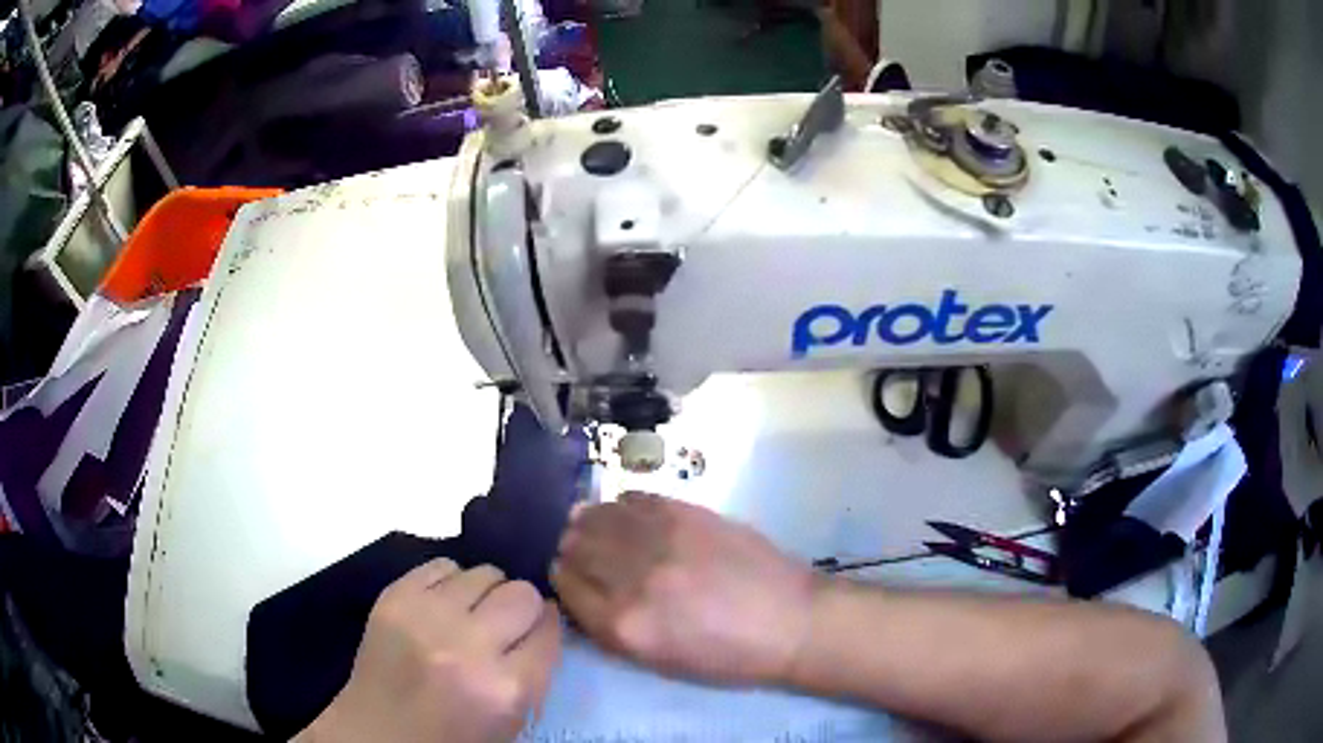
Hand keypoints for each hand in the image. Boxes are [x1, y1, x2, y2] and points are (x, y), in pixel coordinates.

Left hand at [297, 560, 560, 742]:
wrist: (377, 733)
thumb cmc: (452, 736)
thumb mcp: (511, 720)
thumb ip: (534, 670)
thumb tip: (544, 617)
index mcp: (506, 689)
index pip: (548, 629)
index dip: (545, 627)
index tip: (535, 630)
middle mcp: (469, 647)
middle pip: (521, 594)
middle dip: (519, 608)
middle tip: (501, 625)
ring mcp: (427, 617)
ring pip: (484, 572)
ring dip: (484, 593)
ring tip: (468, 614)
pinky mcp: (394, 597)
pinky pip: (442, 564)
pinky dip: (449, 582)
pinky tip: (441, 605)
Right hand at [552, 492, 818, 684]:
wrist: (789, 622)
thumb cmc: (727, 655)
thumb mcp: (658, 660)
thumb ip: (611, 625)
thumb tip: (582, 587)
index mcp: (624, 626)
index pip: (565, 584)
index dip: (561, 575)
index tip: (567, 570)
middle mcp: (632, 580)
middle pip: (575, 546)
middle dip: (571, 546)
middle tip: (580, 546)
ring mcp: (660, 541)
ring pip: (598, 516)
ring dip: (590, 520)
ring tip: (596, 524)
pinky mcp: (686, 513)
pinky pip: (634, 499)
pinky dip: (623, 505)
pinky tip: (628, 513)